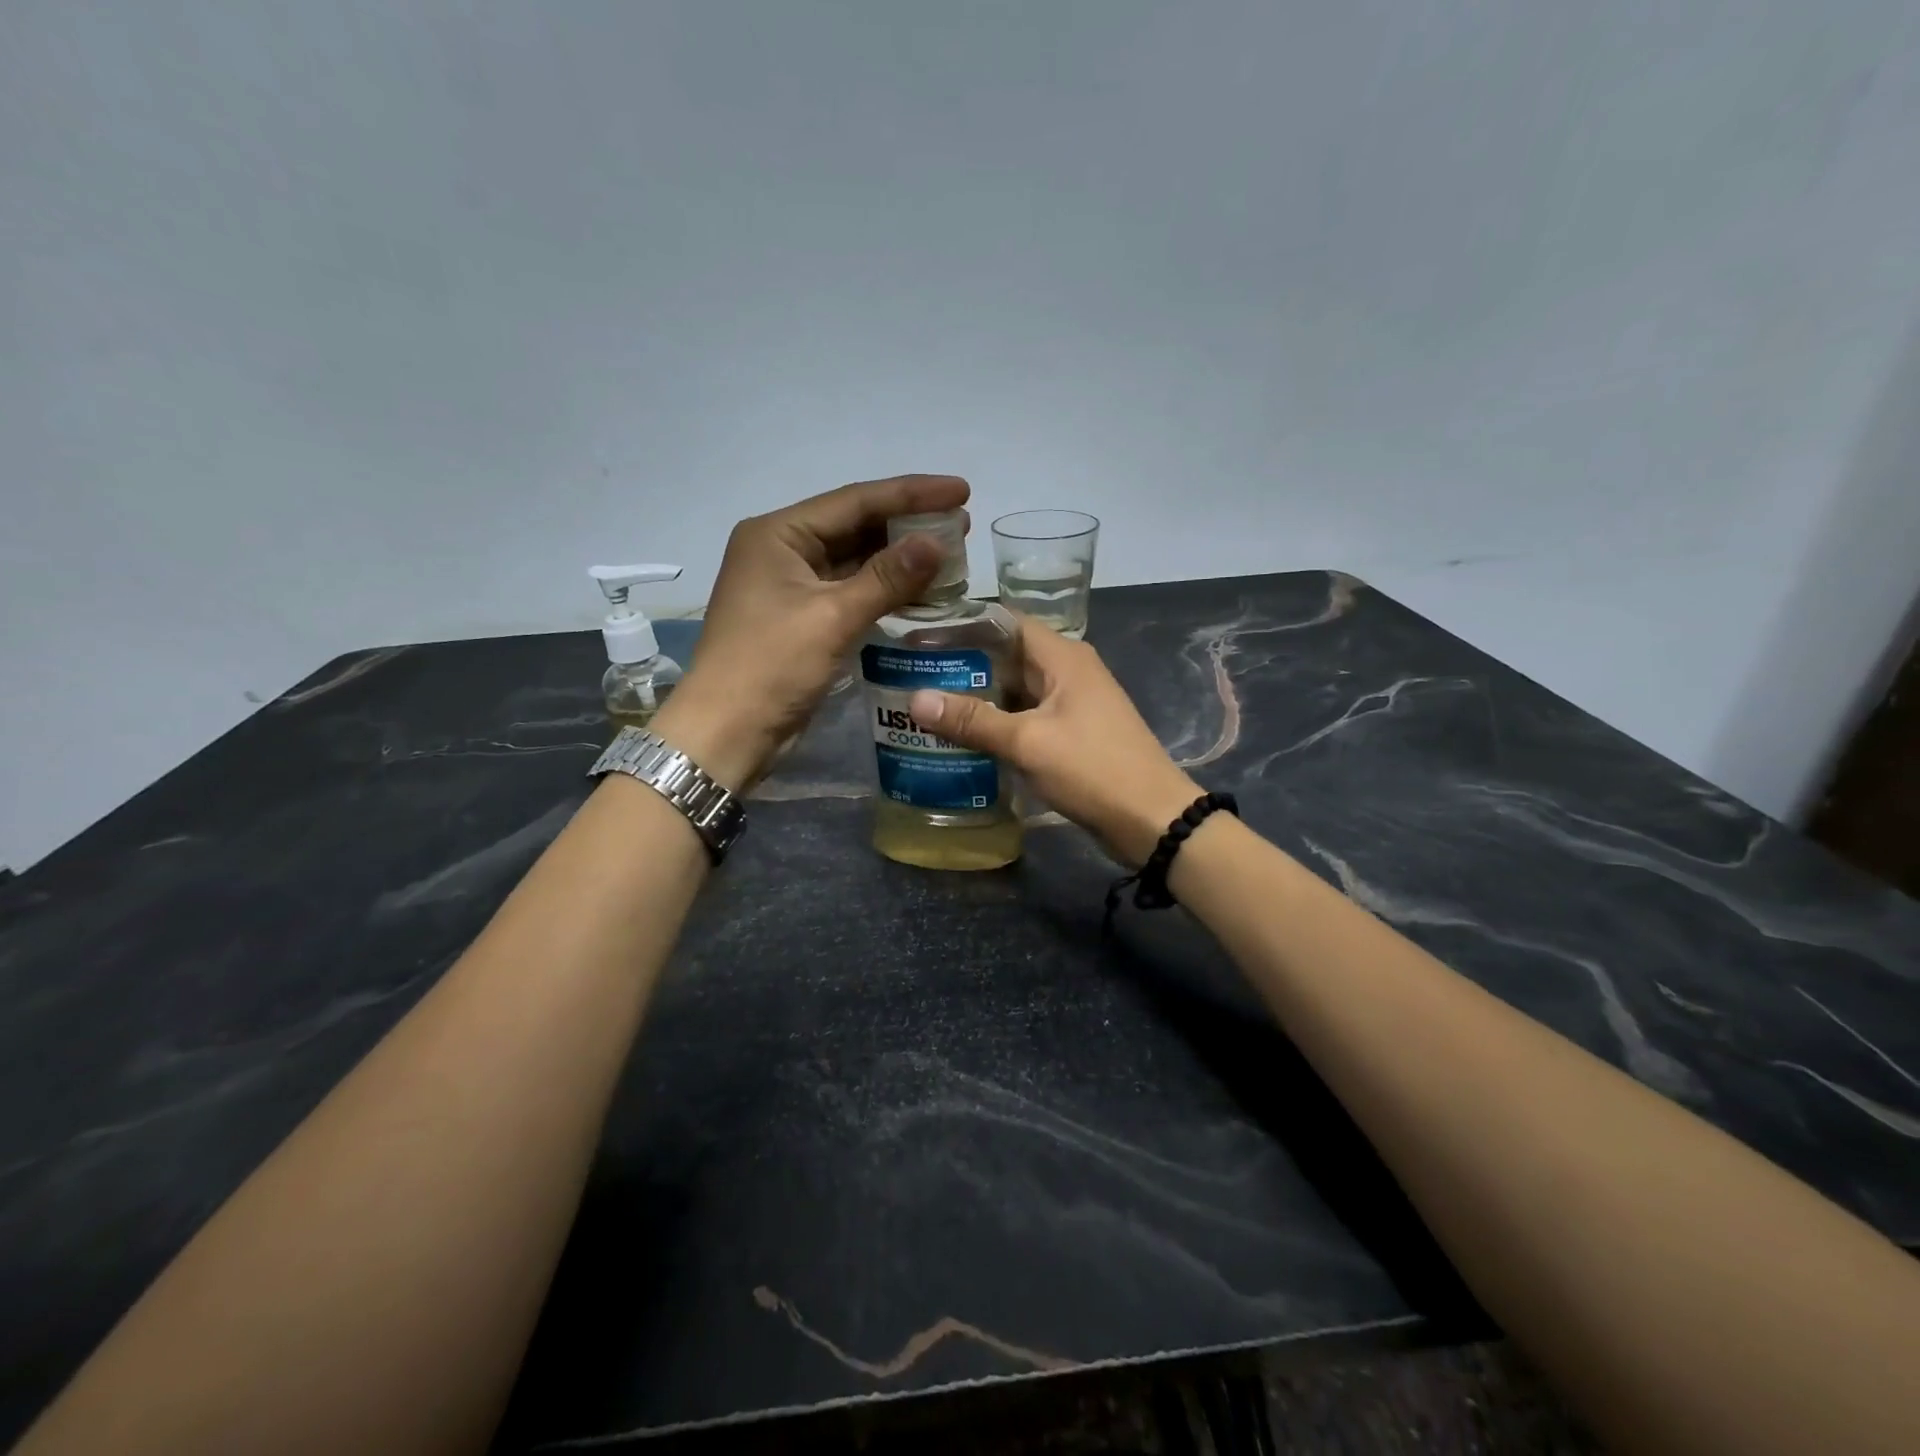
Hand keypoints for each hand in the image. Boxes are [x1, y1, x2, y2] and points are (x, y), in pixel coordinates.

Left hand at [652, 474, 967, 788]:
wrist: (727, 732)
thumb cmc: (772, 666)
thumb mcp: (833, 617)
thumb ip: (887, 577)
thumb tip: (937, 543)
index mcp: (778, 534)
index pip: (855, 501)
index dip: (912, 494)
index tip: (962, 490)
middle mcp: (782, 550)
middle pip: (855, 526)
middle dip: (908, 524)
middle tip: (961, 523)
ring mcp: (791, 586)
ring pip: (855, 560)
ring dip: (899, 558)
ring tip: (950, 553)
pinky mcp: (802, 618)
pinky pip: (850, 591)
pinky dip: (884, 590)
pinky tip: (920, 589)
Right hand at [908, 619, 1200, 865]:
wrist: (1150, 819)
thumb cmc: (1092, 769)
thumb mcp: (1027, 742)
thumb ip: (972, 720)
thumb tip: (914, 699)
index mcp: (1063, 657)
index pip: (1005, 622)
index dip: (964, 624)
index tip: (921, 634)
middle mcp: (1067, 671)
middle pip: (1007, 656)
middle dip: (963, 665)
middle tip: (912, 673)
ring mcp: (1070, 704)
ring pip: (1014, 690)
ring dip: (977, 697)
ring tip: (926, 703)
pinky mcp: (1070, 734)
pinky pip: (1025, 718)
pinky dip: (996, 723)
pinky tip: (962, 737)